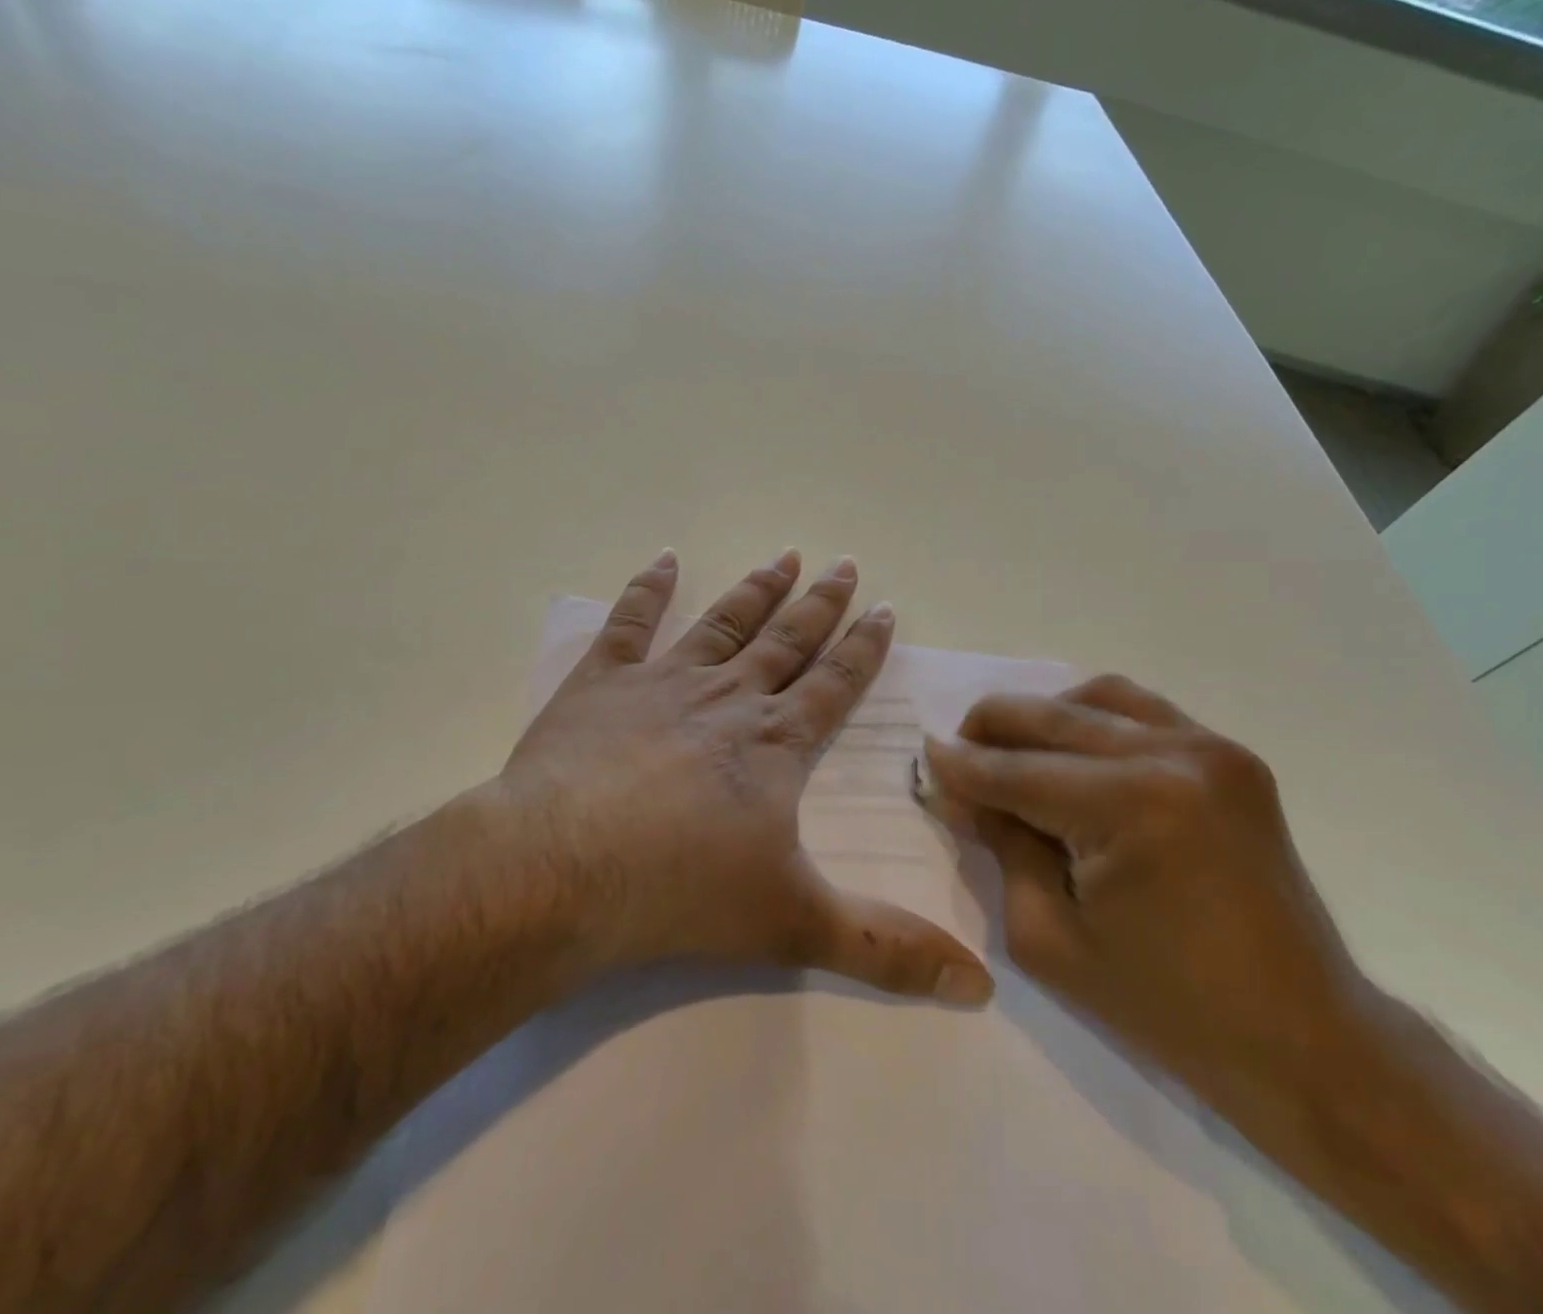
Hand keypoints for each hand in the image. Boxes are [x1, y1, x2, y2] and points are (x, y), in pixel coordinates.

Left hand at [493, 548, 993, 1005]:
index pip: (834, 684)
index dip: (863, 647)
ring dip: (756, 589)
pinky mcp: (601, 683)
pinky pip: (629, 622)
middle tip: (843, 564)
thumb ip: (886, 949)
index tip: (883, 608)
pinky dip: (648, 589)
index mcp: (774, 742)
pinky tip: (665, 559)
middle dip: (820, 604)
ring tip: (783, 556)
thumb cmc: (681, 892)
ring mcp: (662, 682)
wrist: (563, 870)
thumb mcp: (794, 925)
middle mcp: (728, 698)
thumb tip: (980, 986)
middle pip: (786, 640)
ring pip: (723, 622)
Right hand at [924, 677, 1371, 1117]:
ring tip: (1011, 749)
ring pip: (1094, 698)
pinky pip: (1141, 710)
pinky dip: (1092, 718)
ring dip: (1041, 717)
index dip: (961, 765)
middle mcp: (1173, 756)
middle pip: (1050, 718)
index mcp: (1129, 807)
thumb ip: (1001, 847)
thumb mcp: (1048, 936)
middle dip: (989, 729)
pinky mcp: (1229, 757)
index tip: (923, 757)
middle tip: (955, 751)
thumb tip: (963, 791)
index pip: (1015, 771)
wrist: (1304, 1037)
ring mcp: (1210, 748)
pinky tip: (1070, 749)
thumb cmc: (1166, 1005)